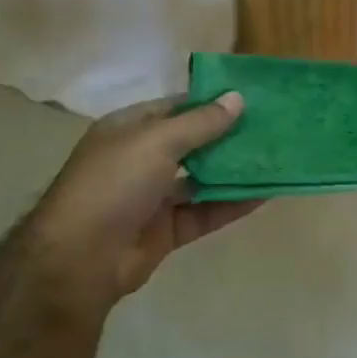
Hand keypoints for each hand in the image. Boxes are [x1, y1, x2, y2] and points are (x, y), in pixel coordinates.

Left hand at [25, 91, 259, 313]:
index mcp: (129, 129)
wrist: (80, 260)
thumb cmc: (113, 184)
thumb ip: (201, 122)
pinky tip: (266, 194)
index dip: (212, 102)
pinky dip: (233, 203)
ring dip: (235, 171)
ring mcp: (154, 196)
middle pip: (194, 143)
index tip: (252, 98)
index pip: (177, 108)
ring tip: (277, 158)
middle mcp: (142, 159)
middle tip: (274, 128)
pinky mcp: (168, 229)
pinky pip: (206, 211)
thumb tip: (237, 98)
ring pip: (203, 178)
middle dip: (230, 136)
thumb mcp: (157, 141)